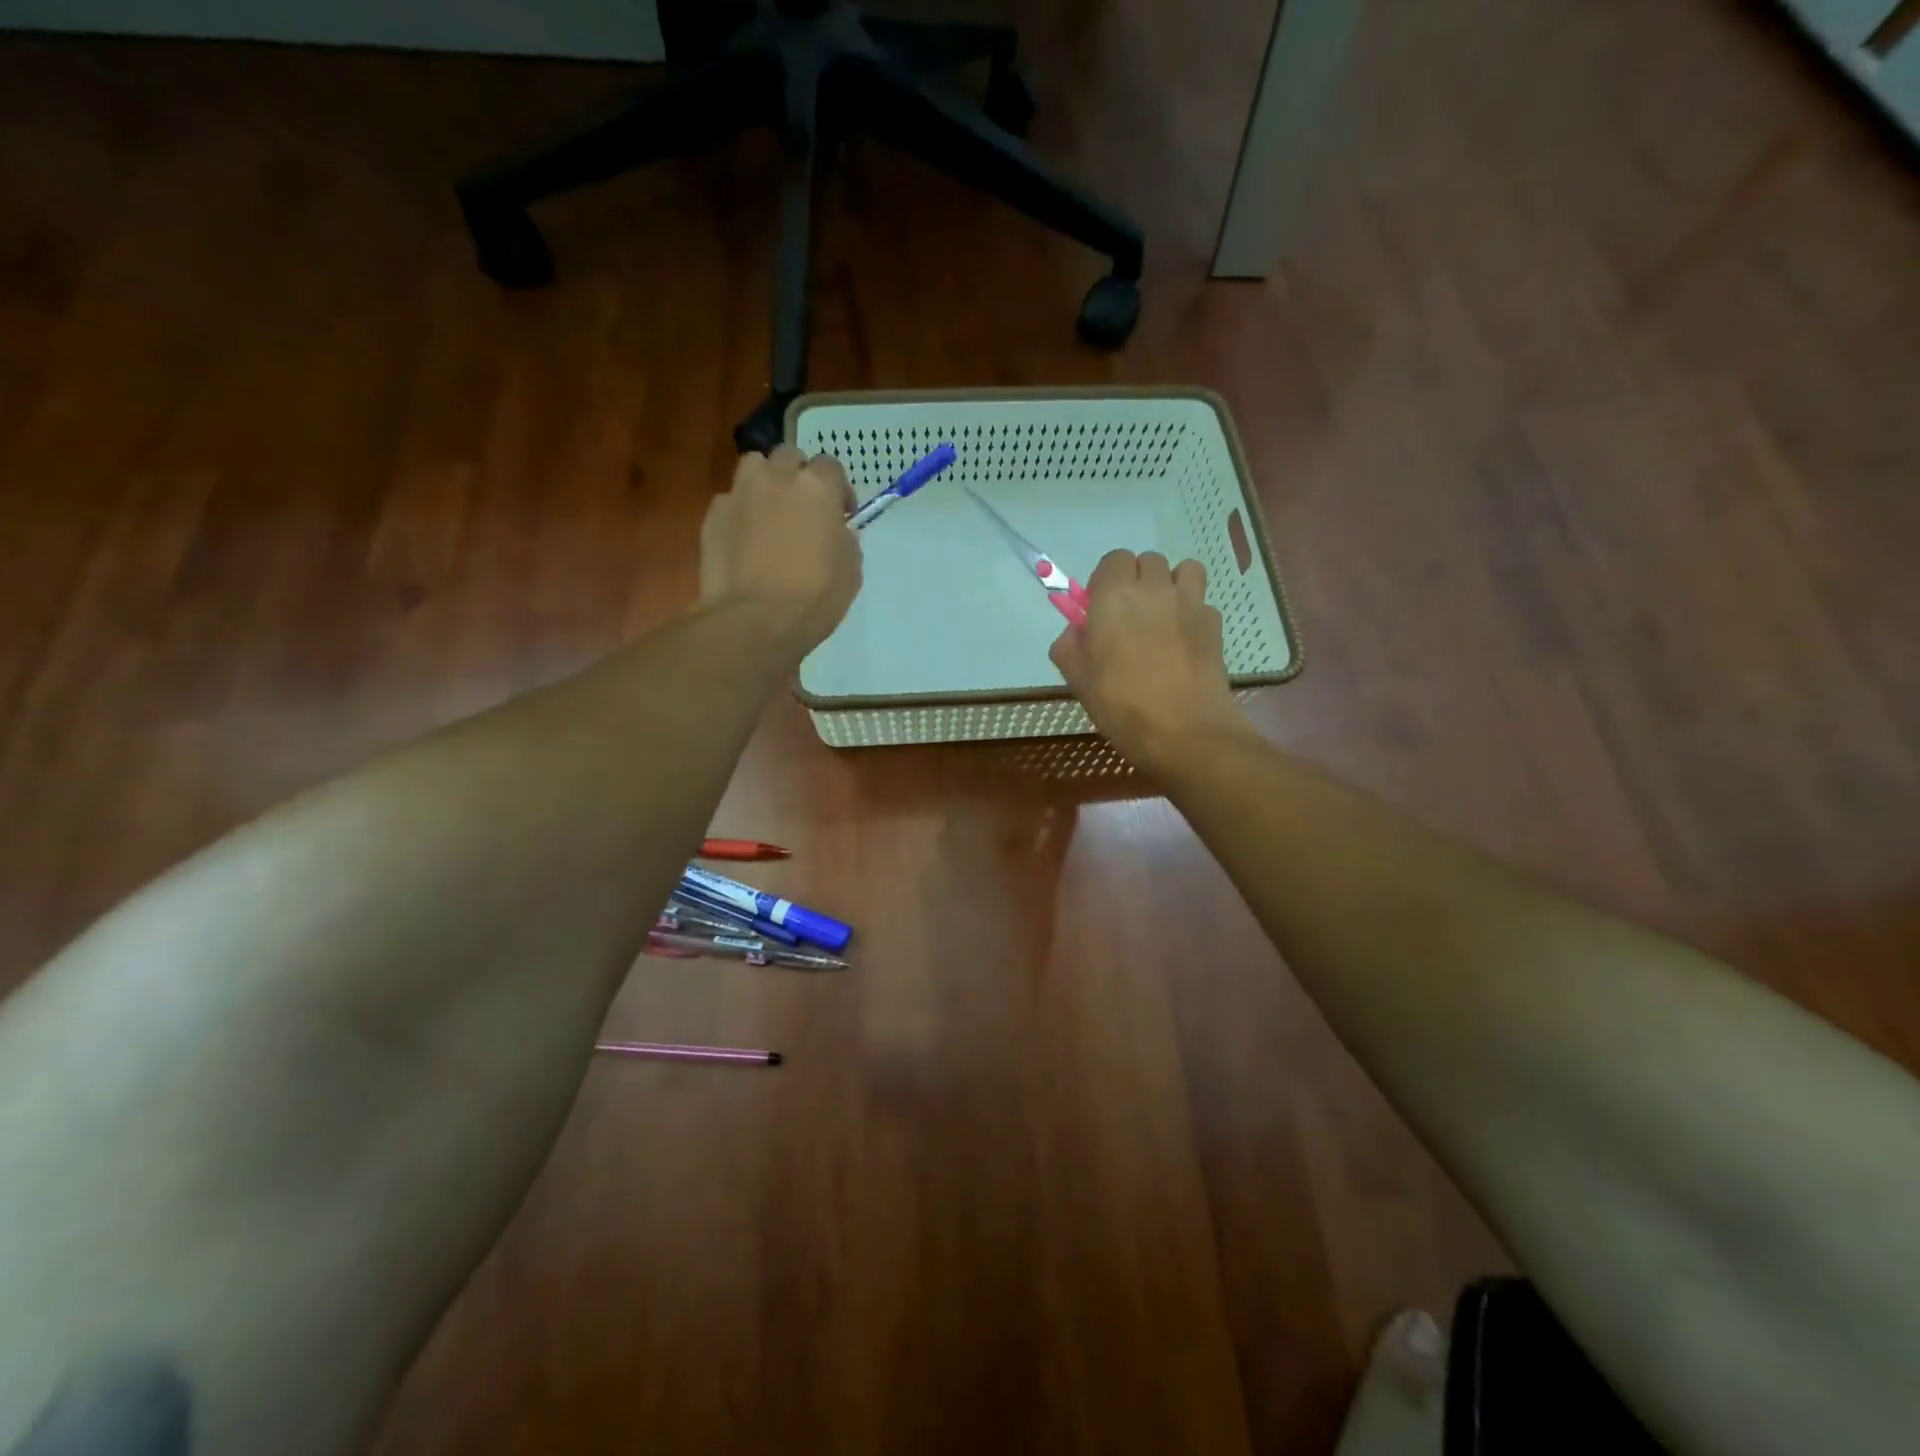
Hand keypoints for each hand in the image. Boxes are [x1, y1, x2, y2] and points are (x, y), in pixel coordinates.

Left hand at [701, 446, 861, 652]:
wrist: (754, 620)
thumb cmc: (814, 598)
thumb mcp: (850, 571)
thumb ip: (845, 540)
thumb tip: (836, 531)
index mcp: (817, 488)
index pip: (831, 466)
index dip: (838, 489)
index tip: (841, 514)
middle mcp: (776, 479)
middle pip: (788, 456)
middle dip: (798, 475)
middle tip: (803, 508)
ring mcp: (739, 494)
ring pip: (753, 467)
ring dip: (765, 482)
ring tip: (770, 513)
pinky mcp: (712, 516)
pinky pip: (729, 501)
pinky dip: (740, 513)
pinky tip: (744, 540)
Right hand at [1050, 550, 1250, 764]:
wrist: (1184, 731)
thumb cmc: (1121, 705)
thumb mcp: (1078, 680)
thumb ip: (1069, 646)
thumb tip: (1076, 631)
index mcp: (1114, 597)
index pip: (1113, 560)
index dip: (1106, 580)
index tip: (1100, 608)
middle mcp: (1154, 589)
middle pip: (1148, 561)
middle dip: (1138, 580)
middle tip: (1129, 616)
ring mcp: (1190, 603)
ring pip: (1184, 571)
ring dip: (1172, 585)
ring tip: (1163, 618)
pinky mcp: (1215, 624)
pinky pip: (1202, 602)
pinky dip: (1192, 613)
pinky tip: (1184, 642)